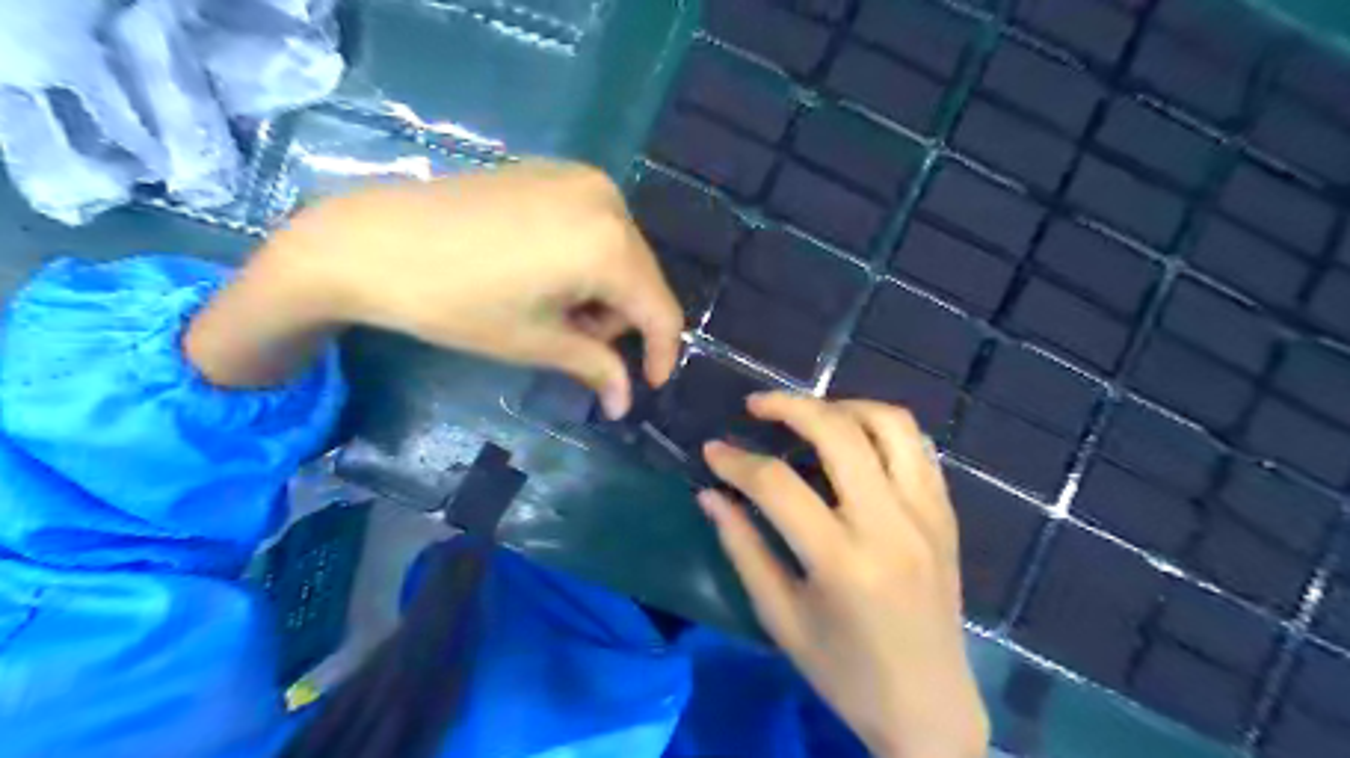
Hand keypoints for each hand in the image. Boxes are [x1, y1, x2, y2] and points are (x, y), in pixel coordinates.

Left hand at [185, 161, 681, 411]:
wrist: (370, 241)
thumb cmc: (456, 302)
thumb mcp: (535, 341)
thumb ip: (596, 367)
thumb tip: (626, 403)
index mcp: (609, 245)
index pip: (660, 310)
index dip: (662, 353)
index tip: (651, 387)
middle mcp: (608, 201)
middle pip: (643, 279)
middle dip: (620, 321)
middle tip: (576, 344)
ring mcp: (581, 179)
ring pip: (622, 254)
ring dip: (603, 292)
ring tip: (552, 309)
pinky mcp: (555, 173)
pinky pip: (597, 227)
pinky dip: (587, 260)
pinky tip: (545, 274)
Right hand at [701, 393, 987, 756]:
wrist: (930, 708)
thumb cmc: (845, 672)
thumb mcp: (781, 617)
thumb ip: (742, 548)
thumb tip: (710, 495)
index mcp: (842, 560)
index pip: (778, 484)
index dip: (736, 460)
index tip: (712, 450)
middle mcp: (891, 524)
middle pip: (839, 432)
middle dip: (789, 406)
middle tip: (756, 406)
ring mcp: (927, 514)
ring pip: (890, 423)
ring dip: (843, 406)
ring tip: (810, 415)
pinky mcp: (946, 514)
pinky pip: (917, 448)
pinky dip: (881, 429)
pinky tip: (854, 441)